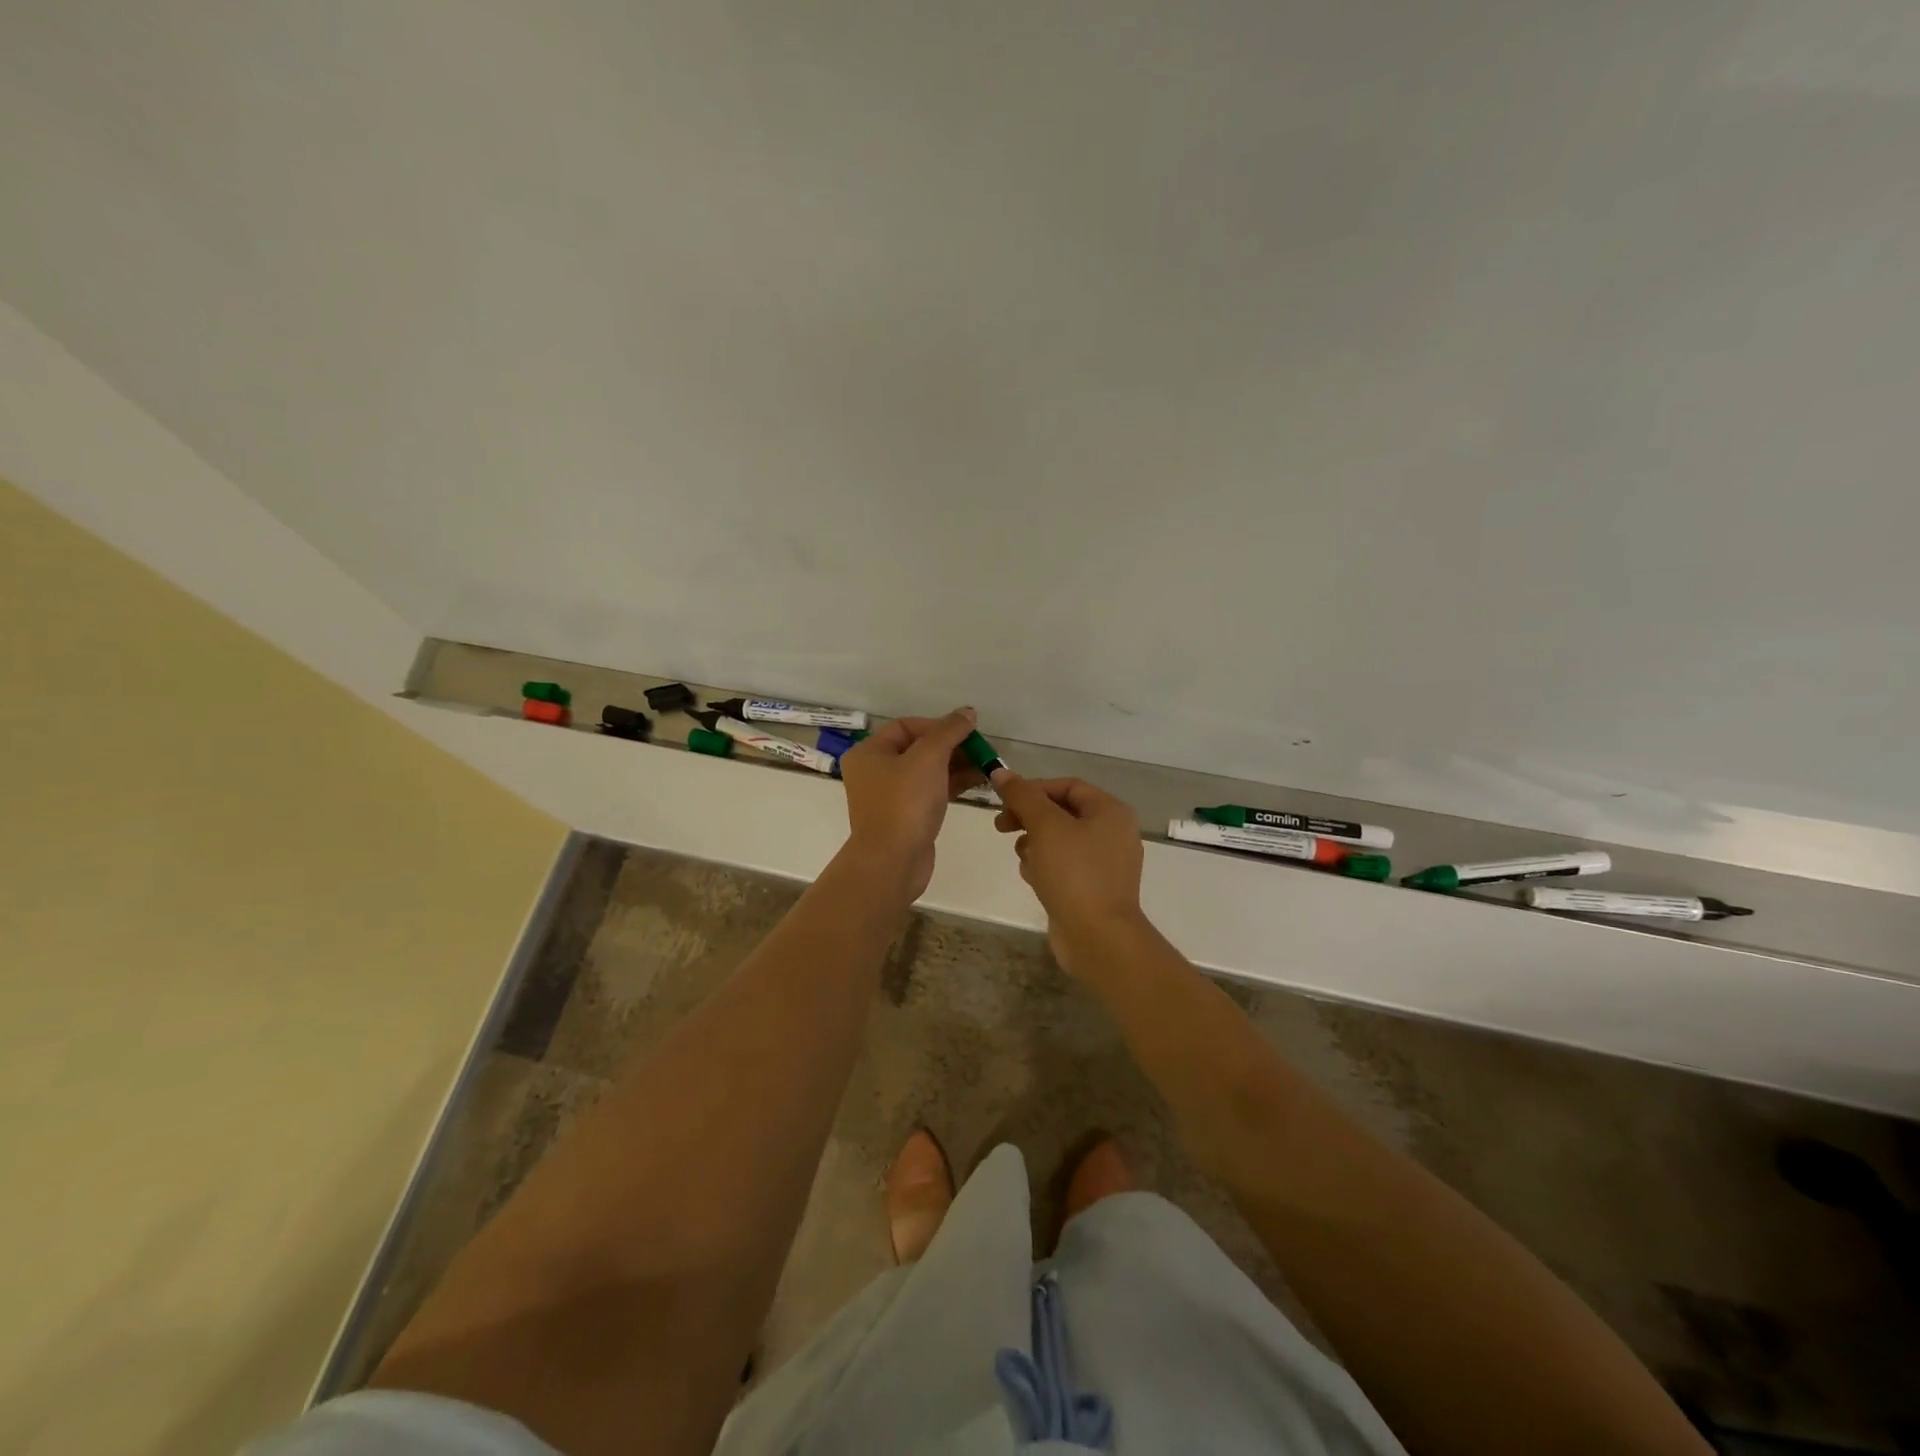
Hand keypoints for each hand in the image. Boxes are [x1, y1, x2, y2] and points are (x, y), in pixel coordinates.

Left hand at [838, 707, 983, 899]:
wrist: (893, 861)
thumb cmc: (905, 802)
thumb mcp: (928, 758)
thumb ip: (949, 731)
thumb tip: (967, 712)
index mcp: (869, 752)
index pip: (907, 726)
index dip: (938, 725)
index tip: (966, 733)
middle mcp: (874, 771)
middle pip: (918, 748)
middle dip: (952, 746)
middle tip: (983, 750)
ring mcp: (890, 796)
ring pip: (927, 771)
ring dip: (957, 765)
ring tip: (987, 765)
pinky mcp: (906, 816)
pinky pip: (931, 792)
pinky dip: (952, 784)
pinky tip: (978, 781)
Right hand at [992, 774, 1144, 971]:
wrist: (1098, 938)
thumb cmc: (1074, 873)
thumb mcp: (1045, 826)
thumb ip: (1022, 796)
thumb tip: (1000, 772)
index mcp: (1110, 812)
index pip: (1067, 786)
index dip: (1033, 789)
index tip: (1004, 801)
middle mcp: (1113, 833)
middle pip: (1062, 813)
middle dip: (1029, 818)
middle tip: (1001, 827)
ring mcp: (1105, 864)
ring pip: (1060, 841)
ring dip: (1035, 844)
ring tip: (1023, 858)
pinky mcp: (1093, 889)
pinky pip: (1064, 866)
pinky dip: (1045, 867)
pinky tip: (1033, 879)